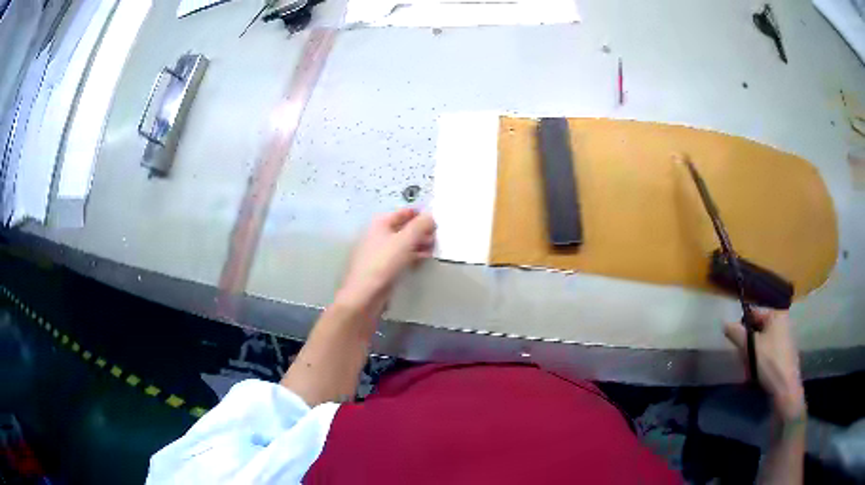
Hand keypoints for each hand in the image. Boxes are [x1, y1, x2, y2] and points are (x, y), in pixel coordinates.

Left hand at [335, 208, 435, 319]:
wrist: (364, 295)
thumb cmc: (383, 264)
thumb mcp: (405, 241)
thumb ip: (420, 226)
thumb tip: (431, 216)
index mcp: (381, 223)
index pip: (405, 212)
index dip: (421, 214)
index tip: (437, 220)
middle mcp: (378, 234)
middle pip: (404, 227)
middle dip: (422, 231)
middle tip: (438, 236)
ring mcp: (380, 251)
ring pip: (404, 243)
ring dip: (419, 244)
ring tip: (434, 248)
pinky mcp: (382, 267)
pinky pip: (401, 256)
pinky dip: (413, 256)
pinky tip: (423, 260)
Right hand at [724, 310, 804, 418]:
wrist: (785, 387)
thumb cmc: (769, 362)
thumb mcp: (750, 347)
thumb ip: (737, 333)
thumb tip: (725, 323)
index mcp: (776, 314)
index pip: (754, 313)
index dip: (742, 326)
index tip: (736, 342)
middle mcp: (783, 321)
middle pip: (758, 327)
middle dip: (748, 343)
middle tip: (743, 358)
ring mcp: (785, 336)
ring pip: (762, 340)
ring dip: (753, 353)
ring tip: (750, 368)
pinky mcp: (785, 351)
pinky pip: (768, 349)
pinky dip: (761, 358)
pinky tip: (758, 371)